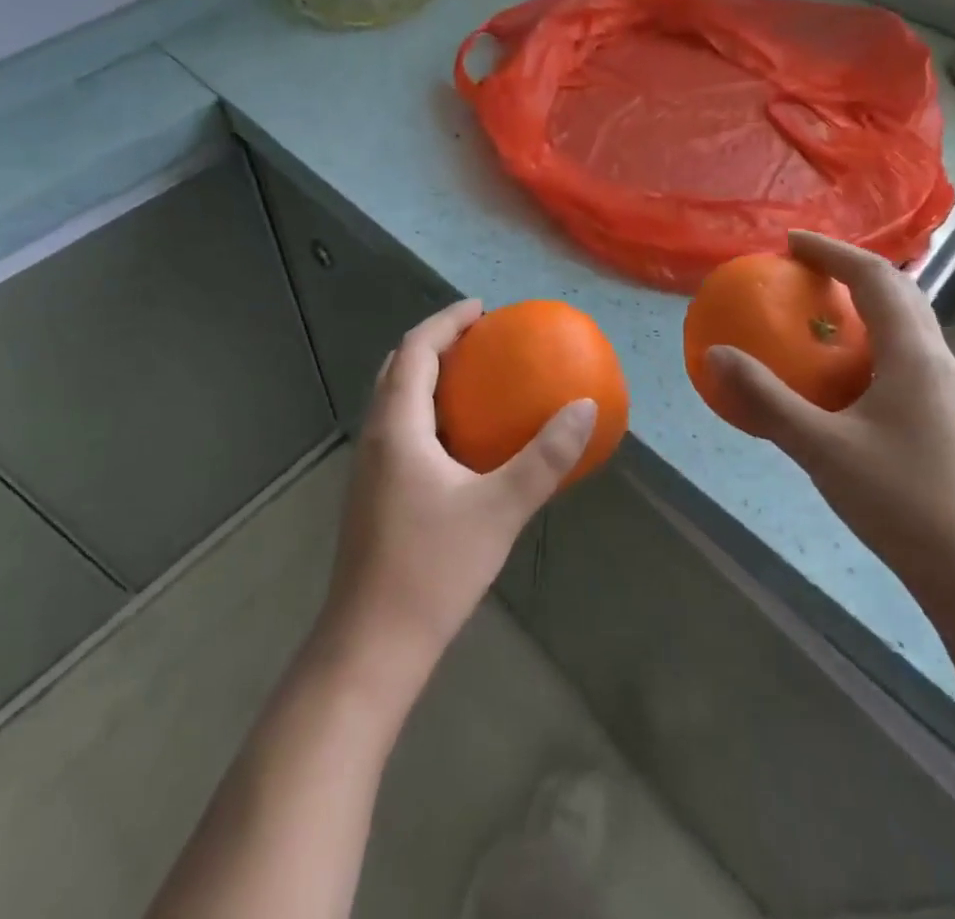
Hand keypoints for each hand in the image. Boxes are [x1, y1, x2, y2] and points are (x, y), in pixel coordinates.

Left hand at [320, 300, 595, 681]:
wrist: (371, 645)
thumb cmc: (432, 569)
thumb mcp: (499, 509)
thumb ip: (544, 458)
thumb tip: (585, 409)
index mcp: (396, 427)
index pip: (414, 350)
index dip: (446, 321)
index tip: (482, 309)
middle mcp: (375, 437)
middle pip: (398, 368)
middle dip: (435, 343)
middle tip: (480, 338)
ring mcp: (369, 468)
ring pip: (394, 401)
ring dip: (428, 377)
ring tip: (473, 377)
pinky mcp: (373, 494)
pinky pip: (399, 429)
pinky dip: (427, 411)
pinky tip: (461, 440)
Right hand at [704, 231, 954, 616]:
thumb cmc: (902, 502)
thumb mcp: (822, 448)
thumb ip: (766, 399)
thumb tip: (715, 354)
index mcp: (914, 355)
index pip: (874, 278)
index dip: (832, 252)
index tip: (790, 242)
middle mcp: (938, 361)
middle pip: (900, 292)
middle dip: (852, 269)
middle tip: (806, 269)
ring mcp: (949, 391)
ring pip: (909, 324)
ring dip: (868, 303)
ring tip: (823, 310)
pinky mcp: (948, 418)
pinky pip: (908, 355)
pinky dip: (874, 339)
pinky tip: (847, 374)